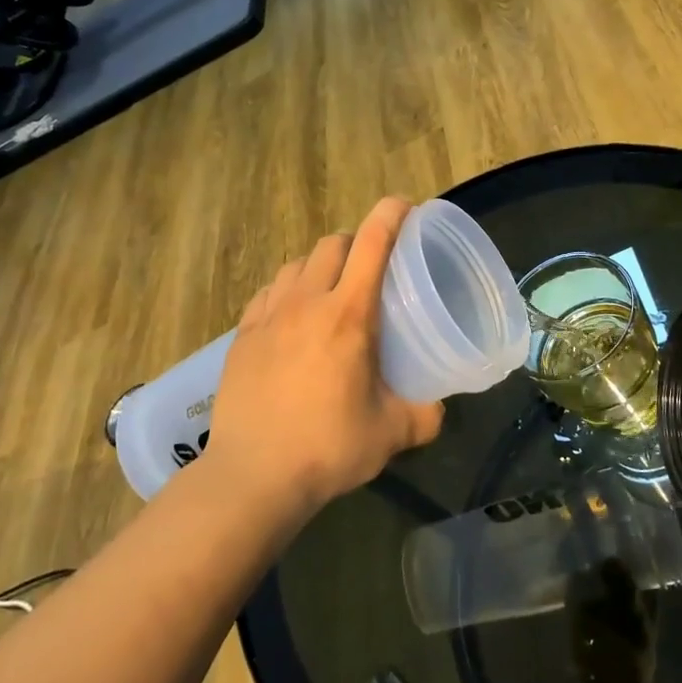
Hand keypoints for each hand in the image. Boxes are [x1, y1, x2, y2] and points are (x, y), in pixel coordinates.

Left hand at [208, 198, 444, 510]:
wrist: (252, 476)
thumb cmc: (329, 447)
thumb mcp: (393, 432)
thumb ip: (424, 414)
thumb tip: (439, 408)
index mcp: (349, 314)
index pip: (372, 243)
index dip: (391, 215)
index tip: (406, 206)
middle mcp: (307, 302)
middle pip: (333, 243)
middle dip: (357, 242)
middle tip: (373, 267)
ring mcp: (269, 316)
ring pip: (297, 263)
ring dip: (321, 264)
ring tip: (332, 290)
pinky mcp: (242, 335)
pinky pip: (269, 291)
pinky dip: (288, 289)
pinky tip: (293, 316)